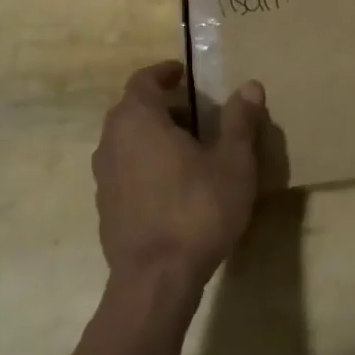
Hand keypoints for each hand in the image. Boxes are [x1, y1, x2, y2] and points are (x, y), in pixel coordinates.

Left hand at [92, 62, 265, 299]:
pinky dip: (143, 164)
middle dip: (161, 105)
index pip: (143, 80)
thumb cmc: (196, 210)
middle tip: (194, 112)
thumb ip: (239, 121)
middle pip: (132, 109)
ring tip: (186, 148)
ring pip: (126, 141)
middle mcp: (112, 141)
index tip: (183, 74)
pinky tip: (171, 185)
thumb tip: (250, 86)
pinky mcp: (105, 208)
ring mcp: (103, 177)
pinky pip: (124, 170)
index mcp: (138, 119)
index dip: (163, 73)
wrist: (154, 282)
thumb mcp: (232, 163)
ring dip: (151, 136)